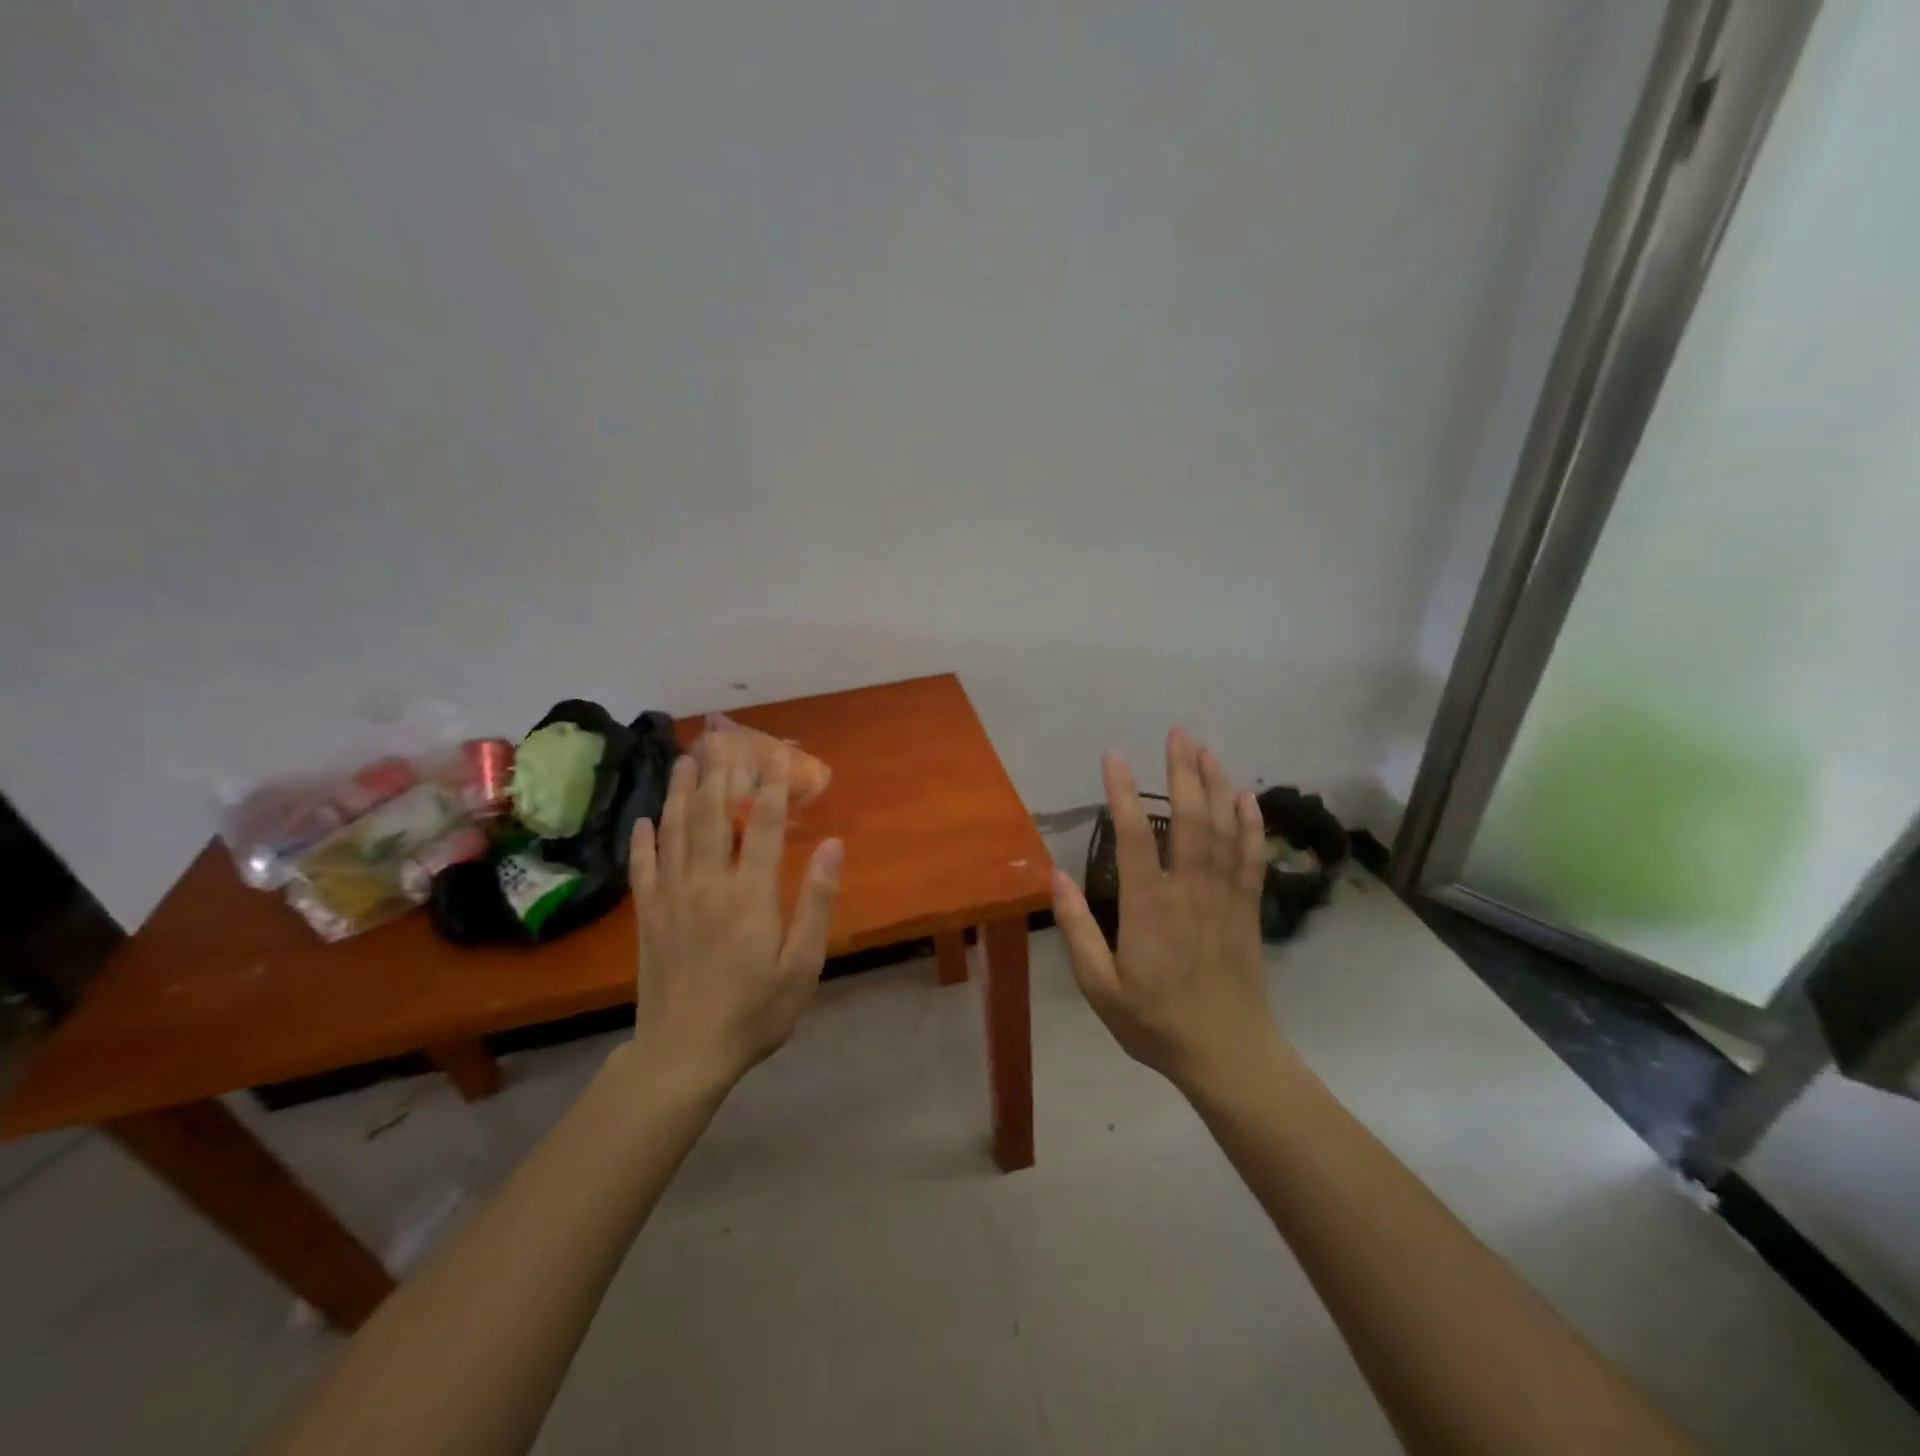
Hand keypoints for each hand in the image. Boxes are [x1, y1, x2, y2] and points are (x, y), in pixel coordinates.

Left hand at [628, 735, 843, 1096]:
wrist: (683, 1055)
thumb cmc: (755, 1012)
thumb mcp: (802, 965)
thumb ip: (816, 902)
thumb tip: (833, 846)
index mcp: (749, 895)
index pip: (762, 826)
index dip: (772, 787)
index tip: (776, 754)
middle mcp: (707, 885)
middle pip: (712, 816)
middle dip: (720, 774)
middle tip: (720, 737)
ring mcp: (671, 899)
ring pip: (674, 832)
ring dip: (680, 793)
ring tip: (685, 760)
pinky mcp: (648, 918)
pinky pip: (643, 869)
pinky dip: (642, 841)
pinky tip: (643, 821)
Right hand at [1051, 727, 1281, 1098]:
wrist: (1228, 1056)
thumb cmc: (1156, 1023)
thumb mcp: (1100, 988)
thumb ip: (1077, 930)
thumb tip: (1055, 875)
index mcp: (1149, 909)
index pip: (1136, 838)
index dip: (1125, 793)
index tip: (1114, 756)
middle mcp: (1190, 893)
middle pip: (1190, 821)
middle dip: (1183, 772)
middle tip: (1177, 732)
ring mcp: (1225, 899)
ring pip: (1225, 832)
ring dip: (1218, 786)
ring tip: (1208, 749)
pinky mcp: (1248, 910)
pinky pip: (1252, 859)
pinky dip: (1252, 825)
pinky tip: (1248, 797)